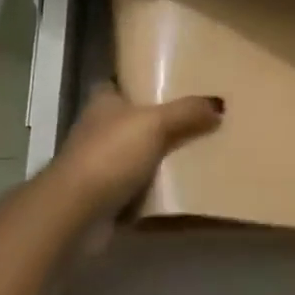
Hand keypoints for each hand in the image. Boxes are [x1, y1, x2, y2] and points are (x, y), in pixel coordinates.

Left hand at [50, 83, 223, 219]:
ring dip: (160, 158)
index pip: (122, 83)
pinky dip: (156, 189)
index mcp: (103, 102)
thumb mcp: (154, 124)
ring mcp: (100, 164)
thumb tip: (218, 104)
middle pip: (134, 120)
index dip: (143, 81)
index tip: (174, 84)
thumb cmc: (111, 155)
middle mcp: (98, 129)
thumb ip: (186, 112)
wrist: (76, 212)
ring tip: (200, 153)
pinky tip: (184, 189)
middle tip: (199, 120)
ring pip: (138, 155)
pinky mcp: (105, 196)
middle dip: (161, 122)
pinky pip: (138, 188)